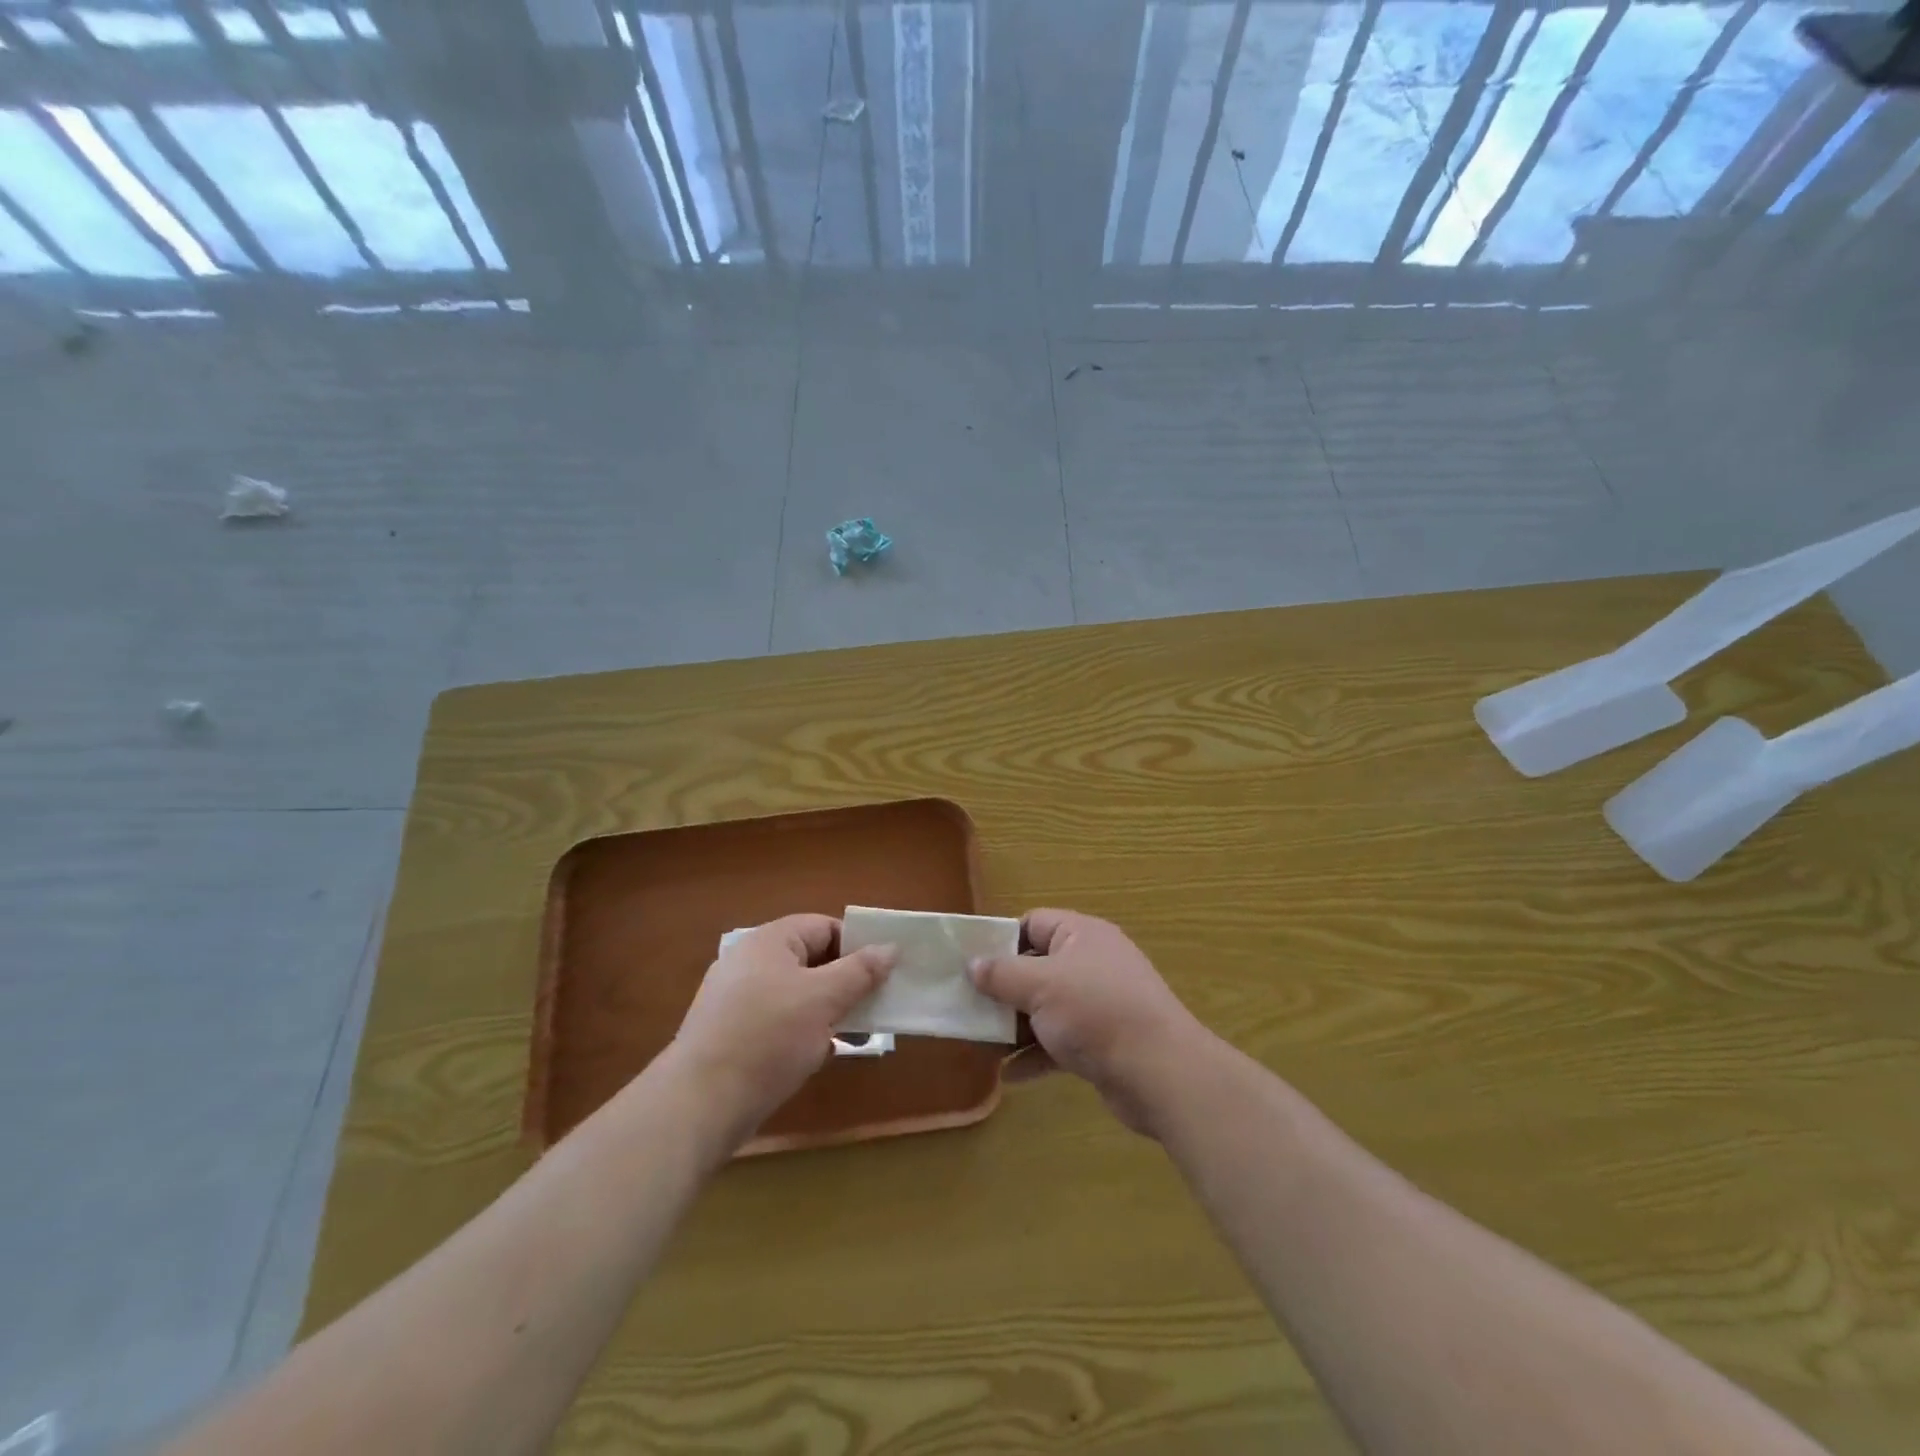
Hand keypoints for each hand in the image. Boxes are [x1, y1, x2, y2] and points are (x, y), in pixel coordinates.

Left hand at [669, 915, 895, 1144]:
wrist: (700, 1103)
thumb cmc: (768, 1037)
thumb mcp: (824, 999)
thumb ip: (860, 971)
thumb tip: (890, 947)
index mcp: (770, 940)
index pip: (824, 927)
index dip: (857, 946)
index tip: (883, 974)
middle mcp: (751, 961)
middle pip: (811, 959)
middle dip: (845, 982)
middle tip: (874, 1007)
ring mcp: (738, 998)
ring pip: (797, 993)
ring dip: (828, 1010)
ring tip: (852, 1035)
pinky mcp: (732, 1032)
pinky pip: (778, 1019)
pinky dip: (802, 1031)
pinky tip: (818, 1055)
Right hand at [967, 909, 1209, 1136]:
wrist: (1160, 1072)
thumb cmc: (1096, 1012)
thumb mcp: (1040, 985)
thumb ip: (1001, 974)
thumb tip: (972, 964)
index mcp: (1081, 934)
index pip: (1033, 923)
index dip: (1001, 939)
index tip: (970, 963)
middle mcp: (1091, 963)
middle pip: (1037, 966)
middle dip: (1003, 988)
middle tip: (968, 1005)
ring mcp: (1099, 1003)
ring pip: (1046, 1007)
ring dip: (1016, 1024)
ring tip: (982, 1043)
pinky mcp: (1103, 1042)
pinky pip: (1060, 1041)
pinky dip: (1037, 1054)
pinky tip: (1010, 1075)